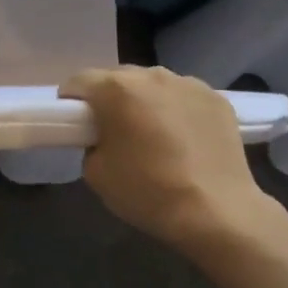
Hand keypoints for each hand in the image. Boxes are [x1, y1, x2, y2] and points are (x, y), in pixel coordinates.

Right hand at [59, 67, 280, 250]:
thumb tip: (104, 138)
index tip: (74, 125)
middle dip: (108, 99)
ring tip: (152, 135)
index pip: (79, 82)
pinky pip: (183, 96)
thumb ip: (91, 144)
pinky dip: (176, 110)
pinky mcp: (217, 98)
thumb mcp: (96, 173)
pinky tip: (182, 139)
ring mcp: (189, 84)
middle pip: (117, 78)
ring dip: (144, 101)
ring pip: (153, 84)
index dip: (70, 102)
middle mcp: (152, 75)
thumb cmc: (148, 191)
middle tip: (112, 131)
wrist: (217, 212)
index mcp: (116, 89)